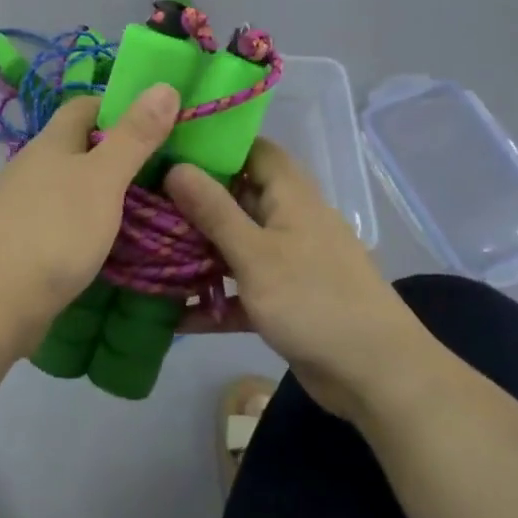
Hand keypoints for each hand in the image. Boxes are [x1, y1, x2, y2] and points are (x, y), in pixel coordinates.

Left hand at [0, 85, 181, 356]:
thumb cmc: (53, 231)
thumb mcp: (103, 180)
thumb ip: (134, 137)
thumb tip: (164, 85)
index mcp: (50, 143)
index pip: (85, 106)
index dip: (121, 107)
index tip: (160, 123)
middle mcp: (34, 167)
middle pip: (80, 147)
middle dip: (121, 154)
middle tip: (169, 170)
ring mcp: (25, 207)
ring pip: (74, 187)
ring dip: (107, 193)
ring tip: (153, 207)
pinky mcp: (25, 243)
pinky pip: (66, 221)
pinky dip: (92, 225)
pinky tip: (115, 242)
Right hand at [165, 139, 435, 421]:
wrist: (374, 373)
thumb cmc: (314, 300)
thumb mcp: (256, 254)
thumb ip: (214, 211)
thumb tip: (176, 166)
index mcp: (290, 196)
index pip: (254, 150)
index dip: (215, 145)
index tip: (168, 148)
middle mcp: (288, 221)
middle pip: (237, 198)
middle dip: (193, 202)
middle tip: (143, 203)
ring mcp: (287, 262)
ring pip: (234, 246)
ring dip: (197, 252)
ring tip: (145, 252)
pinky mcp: (283, 300)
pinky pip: (240, 290)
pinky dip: (213, 299)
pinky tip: (172, 314)